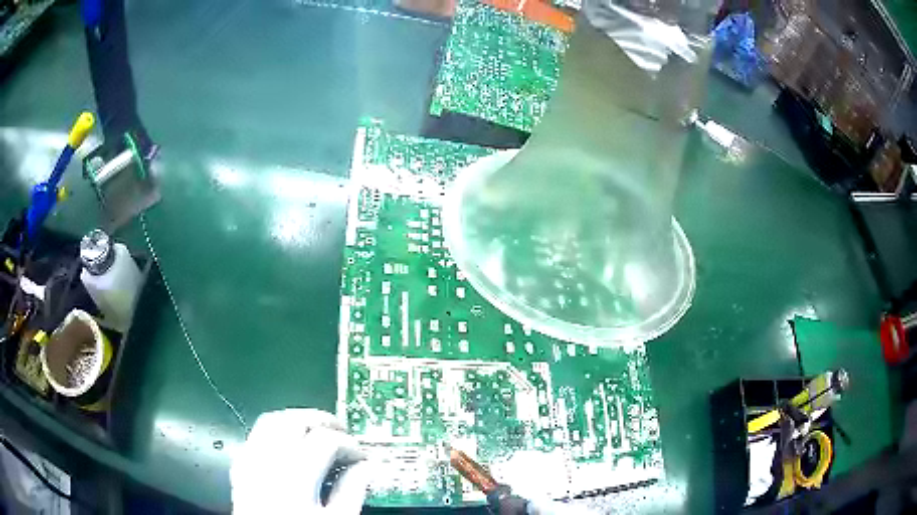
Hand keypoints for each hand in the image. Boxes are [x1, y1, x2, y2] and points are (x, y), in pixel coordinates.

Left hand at [231, 409, 369, 513]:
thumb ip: (352, 492)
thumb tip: (365, 468)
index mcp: (295, 479)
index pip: (325, 440)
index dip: (349, 443)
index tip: (360, 455)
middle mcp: (267, 465)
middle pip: (294, 421)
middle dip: (322, 421)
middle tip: (341, 432)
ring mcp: (249, 464)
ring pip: (270, 422)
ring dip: (296, 421)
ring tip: (316, 432)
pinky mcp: (240, 469)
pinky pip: (254, 437)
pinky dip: (273, 433)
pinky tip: (287, 445)